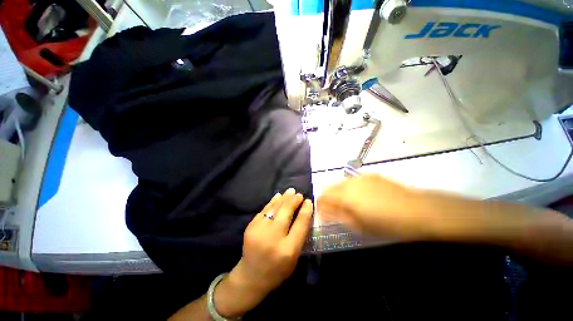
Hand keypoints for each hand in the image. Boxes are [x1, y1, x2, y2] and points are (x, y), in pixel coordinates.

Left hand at [214, 189, 312, 317]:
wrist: (251, 276)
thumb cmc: (278, 270)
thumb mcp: (294, 257)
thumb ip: (299, 236)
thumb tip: (303, 213)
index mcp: (288, 249)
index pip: (300, 224)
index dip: (306, 210)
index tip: (309, 201)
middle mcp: (274, 237)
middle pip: (286, 212)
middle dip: (294, 201)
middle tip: (299, 194)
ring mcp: (260, 230)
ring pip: (275, 208)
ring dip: (284, 198)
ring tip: (290, 191)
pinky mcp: (251, 226)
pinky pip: (265, 209)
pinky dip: (273, 201)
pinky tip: (278, 196)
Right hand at [317, 174, 431, 240]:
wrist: (418, 210)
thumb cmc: (387, 223)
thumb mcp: (360, 225)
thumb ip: (338, 216)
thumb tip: (323, 212)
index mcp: (345, 195)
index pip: (323, 196)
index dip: (320, 205)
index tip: (321, 213)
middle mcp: (349, 182)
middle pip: (329, 187)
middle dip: (327, 198)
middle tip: (334, 210)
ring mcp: (360, 177)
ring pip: (341, 183)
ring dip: (338, 192)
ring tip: (347, 204)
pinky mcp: (370, 175)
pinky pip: (353, 181)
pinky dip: (350, 188)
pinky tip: (360, 197)